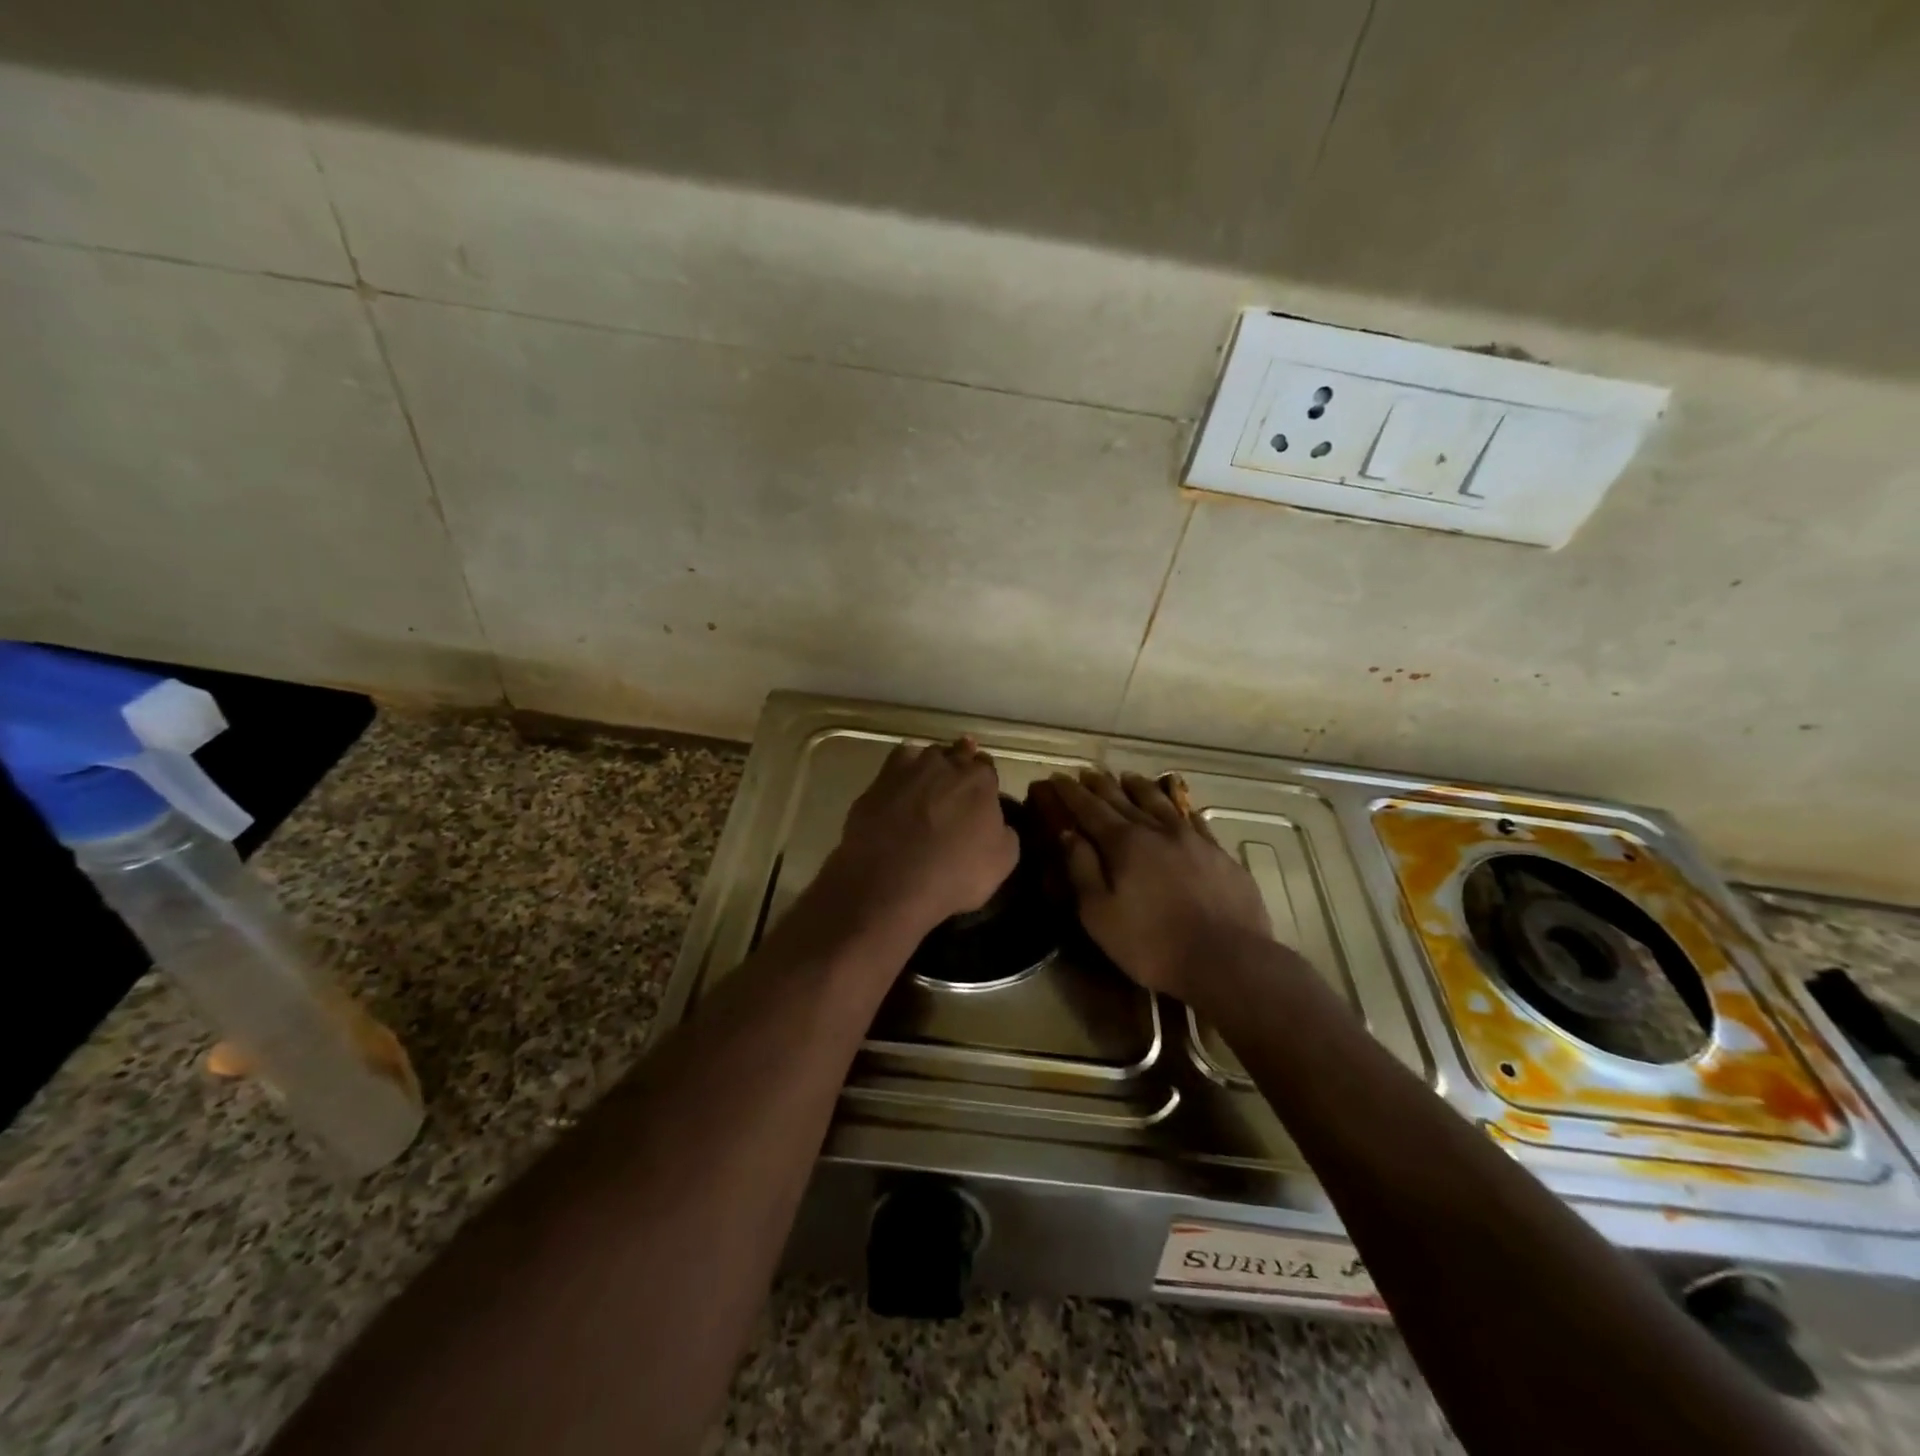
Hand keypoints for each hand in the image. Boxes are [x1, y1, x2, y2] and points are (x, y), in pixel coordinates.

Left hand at [820, 738, 1019, 939]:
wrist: (891, 882)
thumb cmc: (954, 874)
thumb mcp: (1002, 862)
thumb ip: (1005, 833)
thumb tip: (998, 823)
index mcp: (980, 781)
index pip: (987, 767)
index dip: (984, 782)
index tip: (981, 796)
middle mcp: (945, 764)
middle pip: (957, 754)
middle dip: (960, 765)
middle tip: (956, 787)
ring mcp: (908, 770)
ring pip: (925, 755)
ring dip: (930, 766)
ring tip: (928, 786)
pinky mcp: (878, 783)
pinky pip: (895, 766)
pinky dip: (901, 773)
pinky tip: (900, 788)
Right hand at [1045, 770, 1272, 1003]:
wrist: (1227, 960)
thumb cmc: (1152, 944)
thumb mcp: (1100, 914)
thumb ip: (1082, 869)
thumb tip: (1067, 833)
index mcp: (1124, 844)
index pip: (1090, 809)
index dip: (1071, 793)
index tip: (1057, 778)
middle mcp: (1157, 830)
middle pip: (1123, 799)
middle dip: (1101, 785)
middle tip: (1087, 773)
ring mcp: (1193, 839)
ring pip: (1161, 802)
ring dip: (1140, 787)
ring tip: (1128, 777)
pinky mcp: (1219, 854)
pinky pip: (1194, 820)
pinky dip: (1179, 808)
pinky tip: (1178, 807)